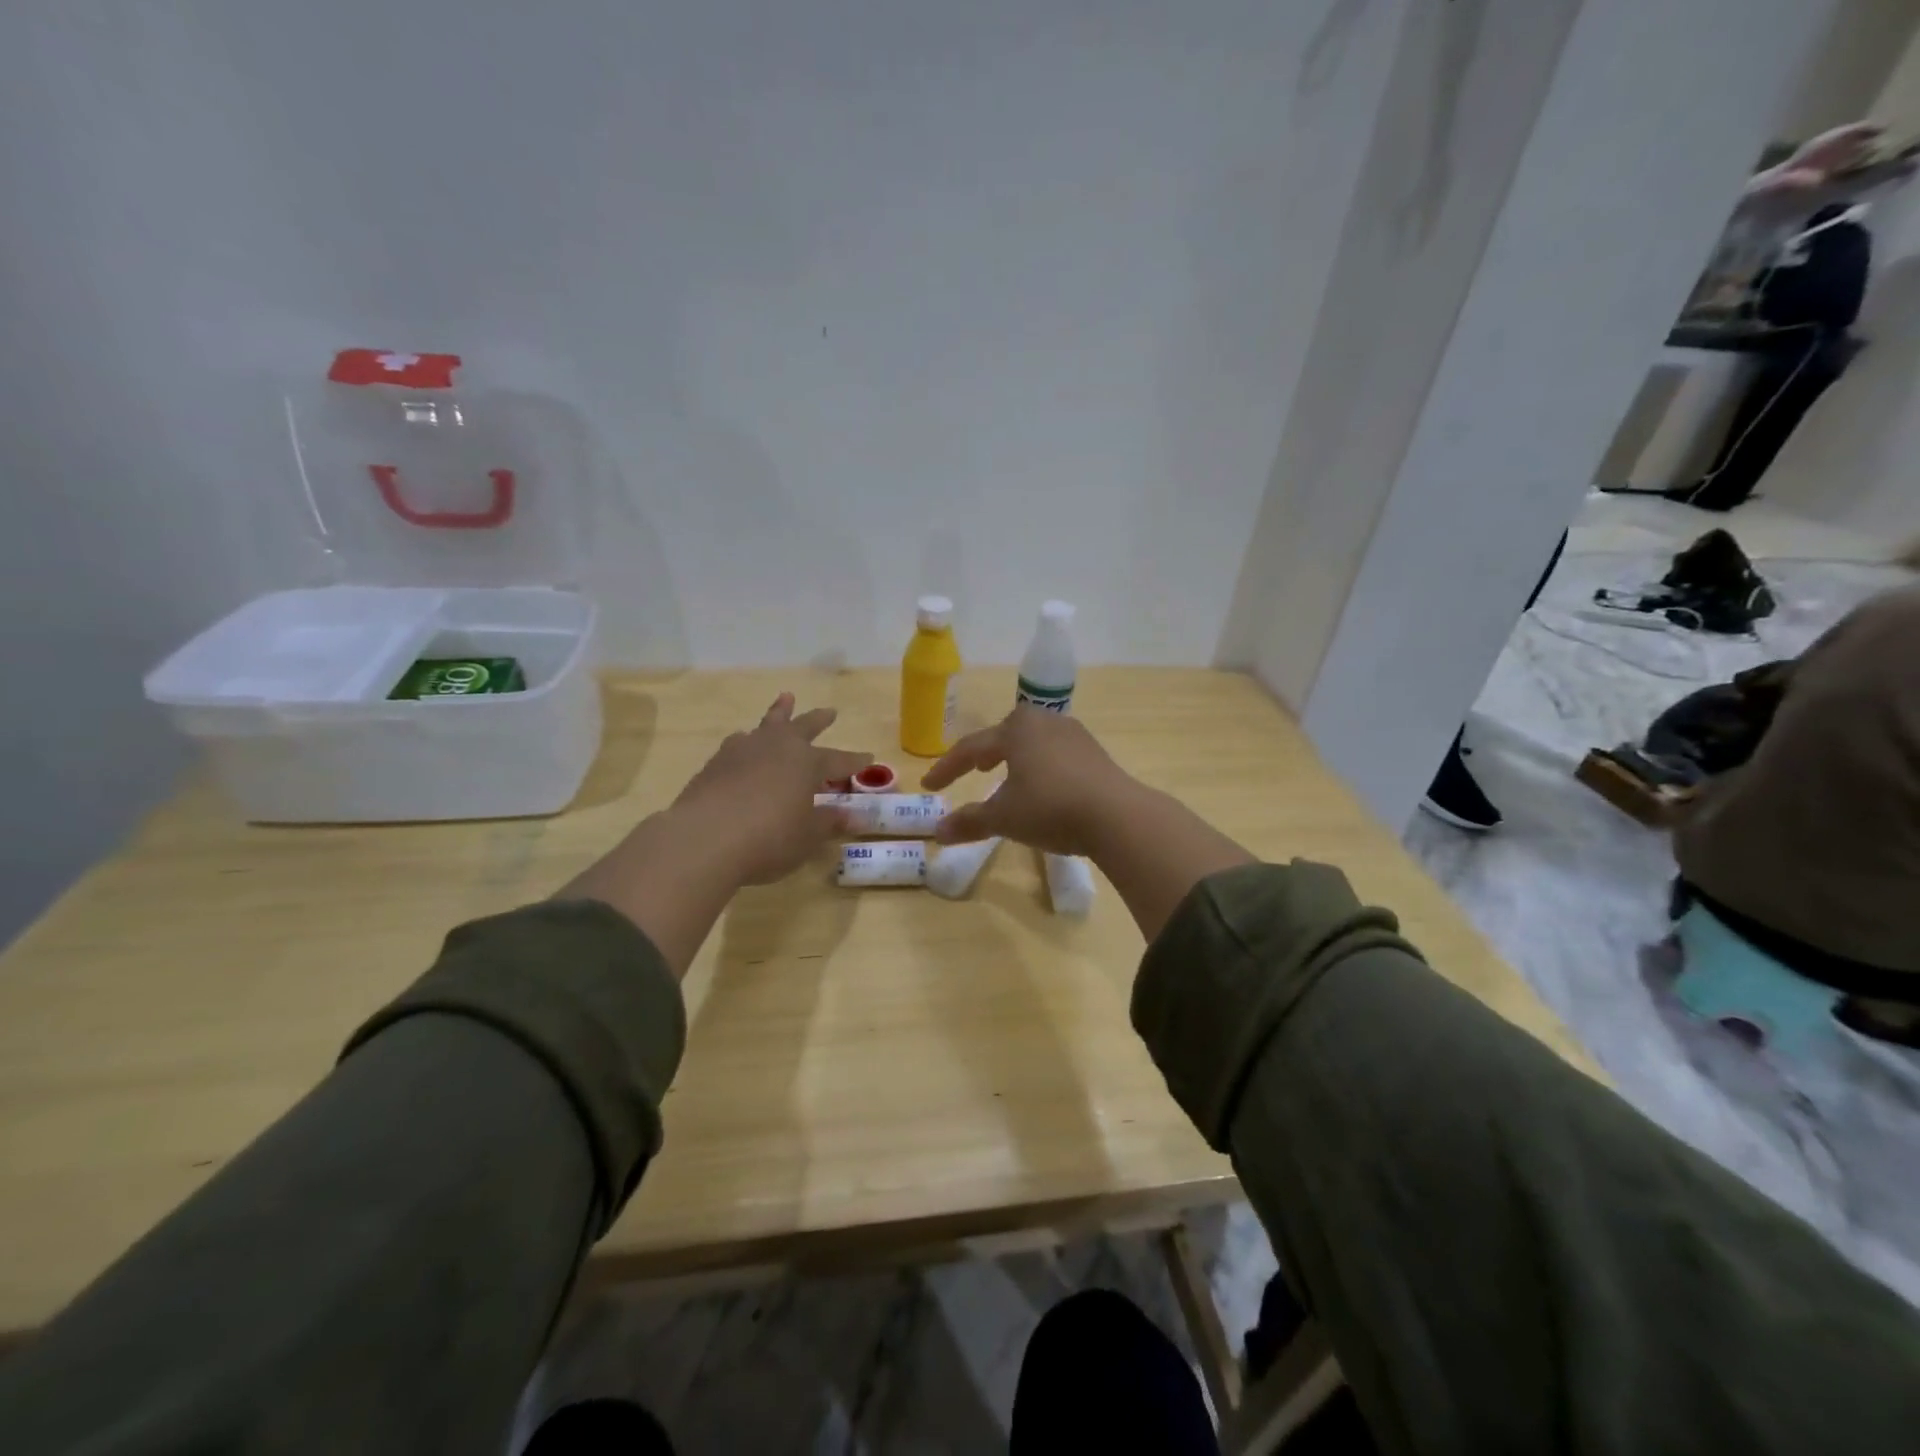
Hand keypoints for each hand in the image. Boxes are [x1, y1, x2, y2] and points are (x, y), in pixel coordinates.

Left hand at [672, 693, 870, 884]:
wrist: (704, 839)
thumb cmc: (769, 838)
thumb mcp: (807, 836)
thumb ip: (828, 822)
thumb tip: (852, 815)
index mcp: (806, 762)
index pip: (838, 759)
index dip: (854, 761)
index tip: (868, 757)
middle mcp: (777, 747)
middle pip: (802, 727)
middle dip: (818, 720)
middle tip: (829, 711)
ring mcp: (743, 751)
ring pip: (767, 725)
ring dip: (778, 713)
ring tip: (784, 701)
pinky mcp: (715, 764)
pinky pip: (739, 743)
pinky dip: (748, 740)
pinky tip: (743, 743)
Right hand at [921, 707, 1140, 855]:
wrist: (1118, 815)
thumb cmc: (1050, 808)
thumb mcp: (1004, 818)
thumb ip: (970, 822)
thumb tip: (937, 832)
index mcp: (1016, 729)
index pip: (970, 748)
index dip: (947, 769)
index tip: (930, 786)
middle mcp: (1044, 722)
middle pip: (1004, 735)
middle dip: (985, 753)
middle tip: (974, 769)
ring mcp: (1074, 735)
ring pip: (1033, 743)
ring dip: (1015, 758)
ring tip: (1007, 775)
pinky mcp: (1095, 753)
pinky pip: (1055, 754)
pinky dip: (1040, 766)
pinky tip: (1043, 785)